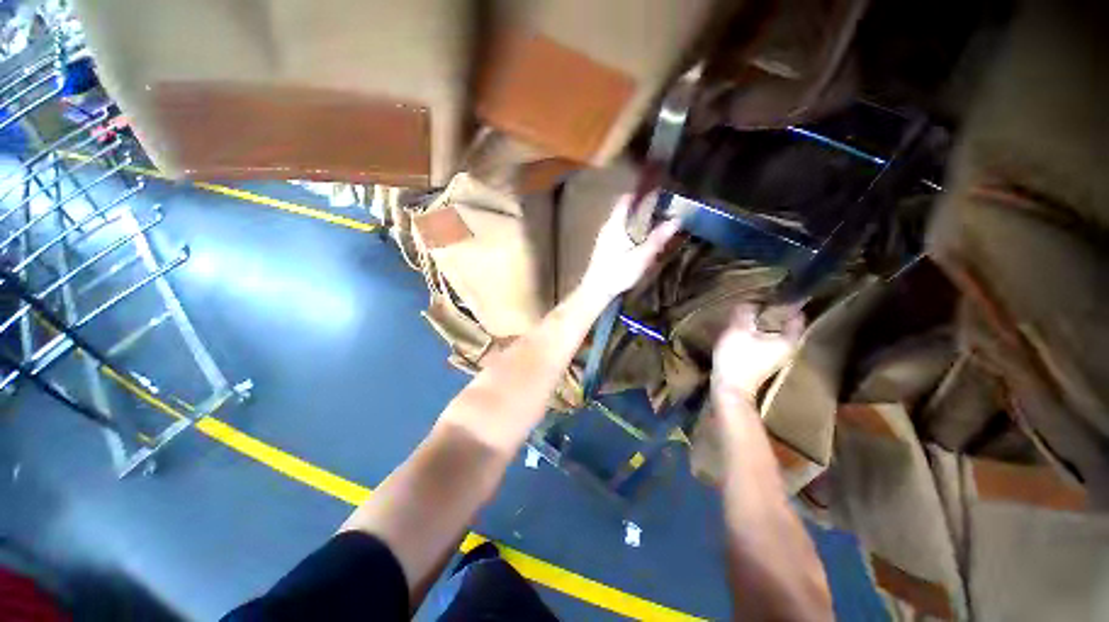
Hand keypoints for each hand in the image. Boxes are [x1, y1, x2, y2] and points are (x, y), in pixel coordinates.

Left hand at [579, 195, 679, 298]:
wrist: (596, 290)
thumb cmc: (617, 273)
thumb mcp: (640, 258)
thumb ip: (657, 239)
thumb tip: (676, 221)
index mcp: (614, 225)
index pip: (625, 200)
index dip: (639, 191)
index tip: (655, 185)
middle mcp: (607, 227)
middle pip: (623, 208)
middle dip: (640, 203)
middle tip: (659, 201)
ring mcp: (604, 237)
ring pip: (621, 219)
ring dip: (635, 215)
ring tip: (653, 216)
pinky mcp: (604, 247)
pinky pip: (619, 229)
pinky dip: (630, 226)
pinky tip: (640, 235)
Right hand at [712, 304, 803, 403]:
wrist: (730, 388)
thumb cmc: (738, 359)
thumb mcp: (738, 330)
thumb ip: (745, 313)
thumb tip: (750, 301)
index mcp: (788, 340)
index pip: (797, 315)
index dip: (789, 302)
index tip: (779, 291)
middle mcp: (788, 348)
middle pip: (787, 324)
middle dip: (776, 311)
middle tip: (763, 297)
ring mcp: (777, 357)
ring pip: (775, 332)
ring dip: (766, 322)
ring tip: (753, 310)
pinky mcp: (764, 361)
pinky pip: (766, 340)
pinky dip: (760, 331)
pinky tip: (747, 327)